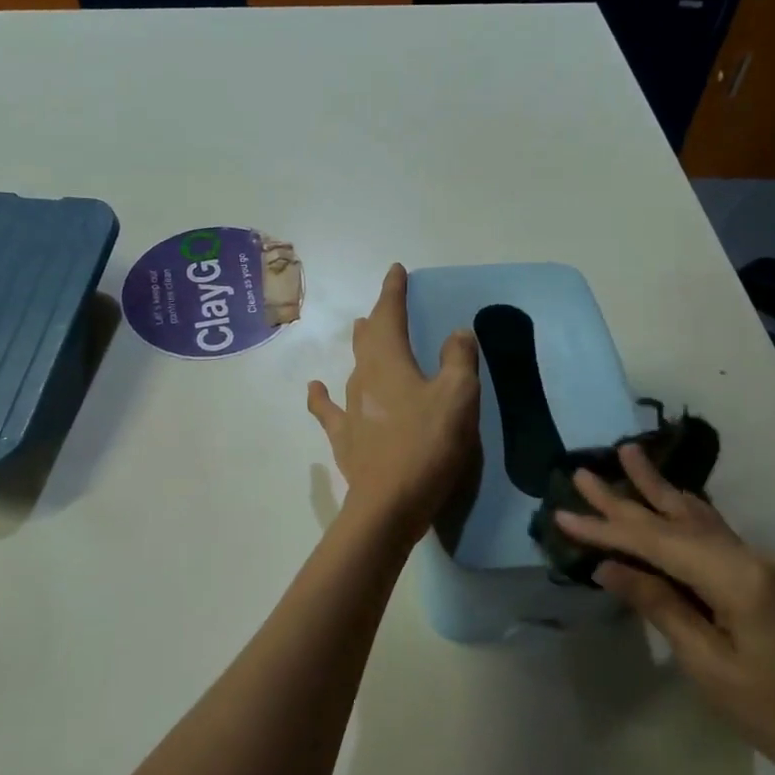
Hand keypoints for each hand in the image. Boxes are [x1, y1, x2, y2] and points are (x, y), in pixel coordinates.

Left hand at [308, 265, 479, 536]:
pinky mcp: (345, 437)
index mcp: (389, 361)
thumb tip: (457, 332)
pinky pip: (330, 410)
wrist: (389, 503)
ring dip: (361, 346)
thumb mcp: (458, 397)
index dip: (393, 292)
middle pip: (368, 337)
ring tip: (361, 330)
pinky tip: (315, 389)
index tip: (396, 271)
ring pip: (353, 366)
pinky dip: (322, 397)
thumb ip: (459, 359)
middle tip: (385, 304)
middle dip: (378, 316)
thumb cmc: (428, 444)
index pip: (389, 316)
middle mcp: (364, 377)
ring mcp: (349, 408)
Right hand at [556, 445, 774, 774]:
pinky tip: (674, 505)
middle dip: (630, 495)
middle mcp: (759, 555)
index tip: (564, 511)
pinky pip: (722, 541)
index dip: (608, 527)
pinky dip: (688, 522)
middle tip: (585, 471)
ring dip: (662, 495)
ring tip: (630, 457)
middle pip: (681, 518)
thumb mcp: (710, 667)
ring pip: (705, 521)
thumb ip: (660, 606)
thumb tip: (610, 568)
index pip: (658, 542)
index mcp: (740, 577)